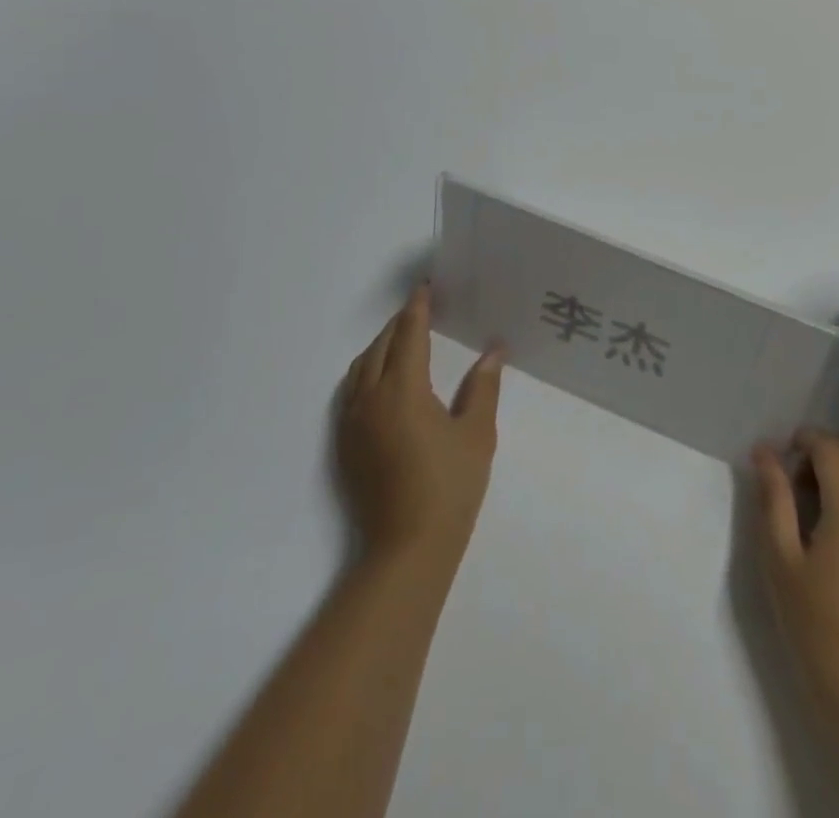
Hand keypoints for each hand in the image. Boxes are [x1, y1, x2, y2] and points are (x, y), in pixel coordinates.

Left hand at [339, 285, 503, 568]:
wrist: (406, 550)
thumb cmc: (449, 487)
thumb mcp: (477, 433)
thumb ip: (482, 387)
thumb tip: (493, 351)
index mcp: (403, 390)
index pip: (409, 335)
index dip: (417, 308)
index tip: (426, 288)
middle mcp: (370, 398)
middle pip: (380, 346)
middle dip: (399, 324)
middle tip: (421, 310)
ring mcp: (352, 423)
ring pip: (361, 368)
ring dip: (381, 346)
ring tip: (403, 340)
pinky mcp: (345, 444)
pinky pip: (351, 391)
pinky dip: (367, 371)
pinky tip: (383, 380)